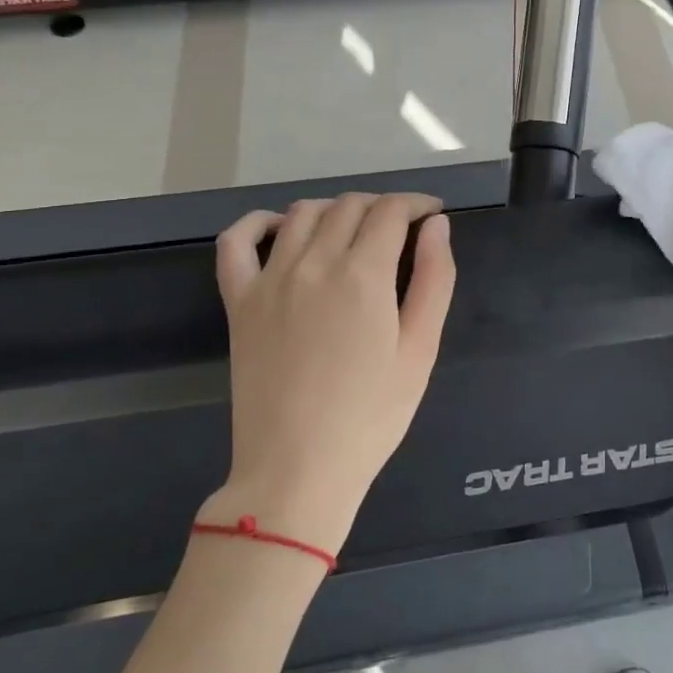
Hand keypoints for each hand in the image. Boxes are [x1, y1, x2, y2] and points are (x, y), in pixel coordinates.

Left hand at [206, 193, 455, 551]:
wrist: (297, 469)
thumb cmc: (372, 416)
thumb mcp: (421, 350)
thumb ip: (435, 280)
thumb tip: (436, 227)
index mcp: (363, 276)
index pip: (391, 212)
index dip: (417, 204)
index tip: (433, 214)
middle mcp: (313, 263)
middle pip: (350, 206)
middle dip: (383, 206)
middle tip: (402, 229)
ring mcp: (269, 280)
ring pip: (303, 213)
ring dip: (335, 208)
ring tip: (354, 230)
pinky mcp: (238, 301)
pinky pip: (236, 241)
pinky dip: (260, 222)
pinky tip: (281, 227)